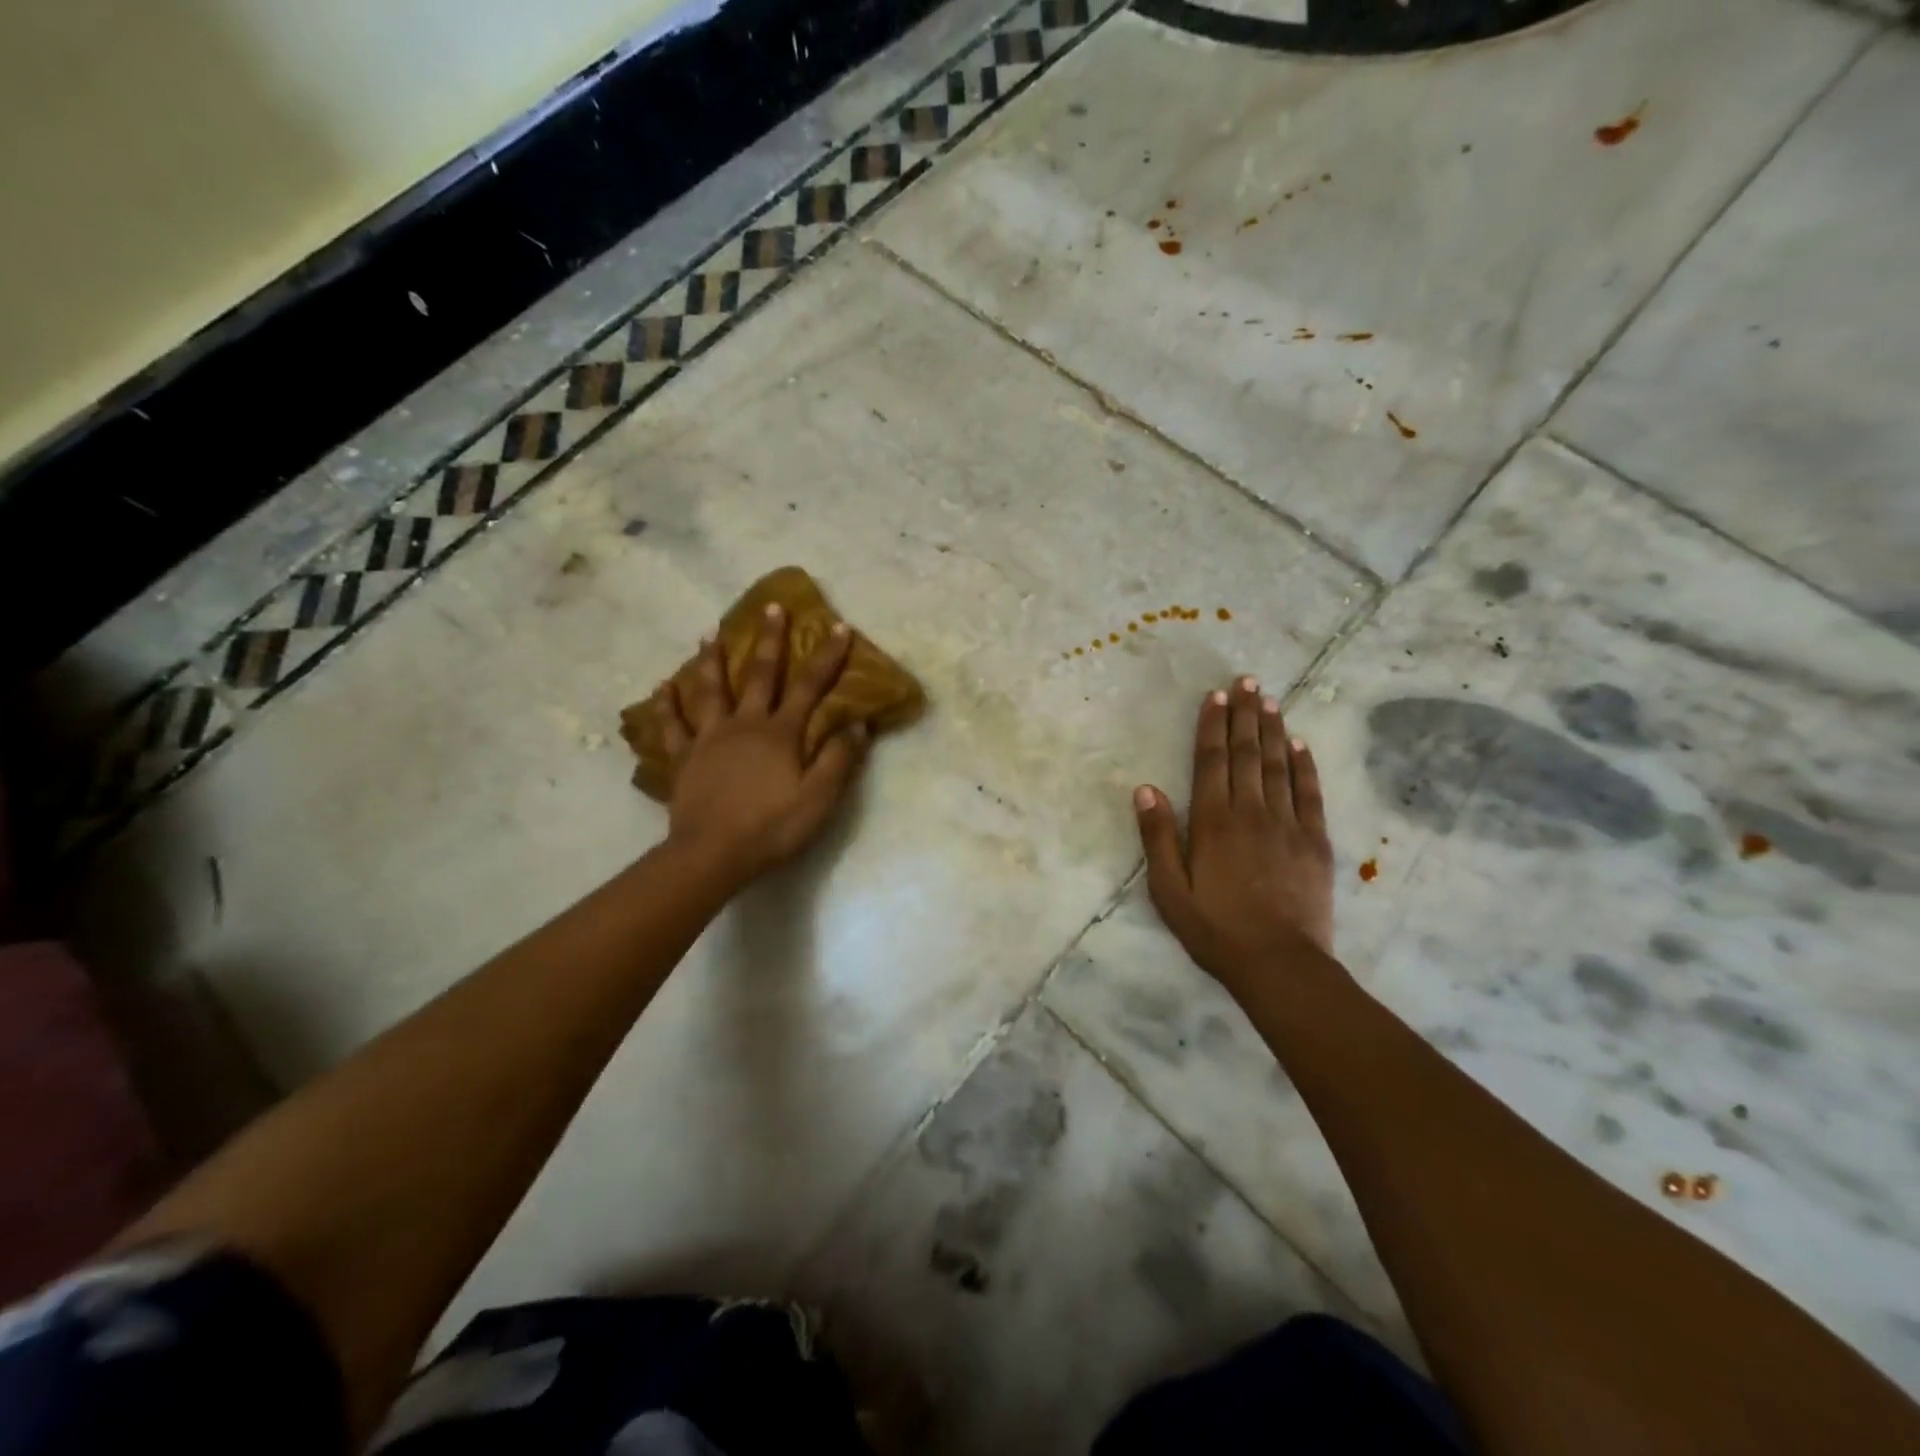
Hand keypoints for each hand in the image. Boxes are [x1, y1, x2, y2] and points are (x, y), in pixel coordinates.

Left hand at [652, 604, 867, 886]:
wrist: (712, 854)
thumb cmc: (771, 827)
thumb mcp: (819, 798)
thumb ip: (839, 759)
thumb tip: (858, 723)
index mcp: (780, 733)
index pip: (809, 687)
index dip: (826, 657)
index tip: (838, 627)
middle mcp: (744, 725)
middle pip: (759, 675)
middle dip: (769, 640)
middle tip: (771, 607)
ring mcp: (709, 739)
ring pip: (710, 690)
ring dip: (712, 660)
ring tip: (710, 634)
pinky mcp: (684, 759)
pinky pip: (672, 727)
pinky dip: (666, 705)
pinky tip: (662, 687)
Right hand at [1134, 676, 1335, 994]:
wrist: (1279, 963)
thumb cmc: (1214, 929)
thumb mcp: (1168, 889)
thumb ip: (1157, 837)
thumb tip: (1145, 789)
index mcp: (1212, 821)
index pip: (1211, 761)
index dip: (1212, 726)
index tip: (1216, 696)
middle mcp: (1251, 812)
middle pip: (1246, 753)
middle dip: (1245, 714)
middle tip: (1247, 681)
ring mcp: (1288, 824)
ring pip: (1278, 765)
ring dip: (1272, 730)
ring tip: (1270, 699)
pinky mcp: (1315, 841)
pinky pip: (1310, 793)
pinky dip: (1305, 765)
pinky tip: (1301, 744)